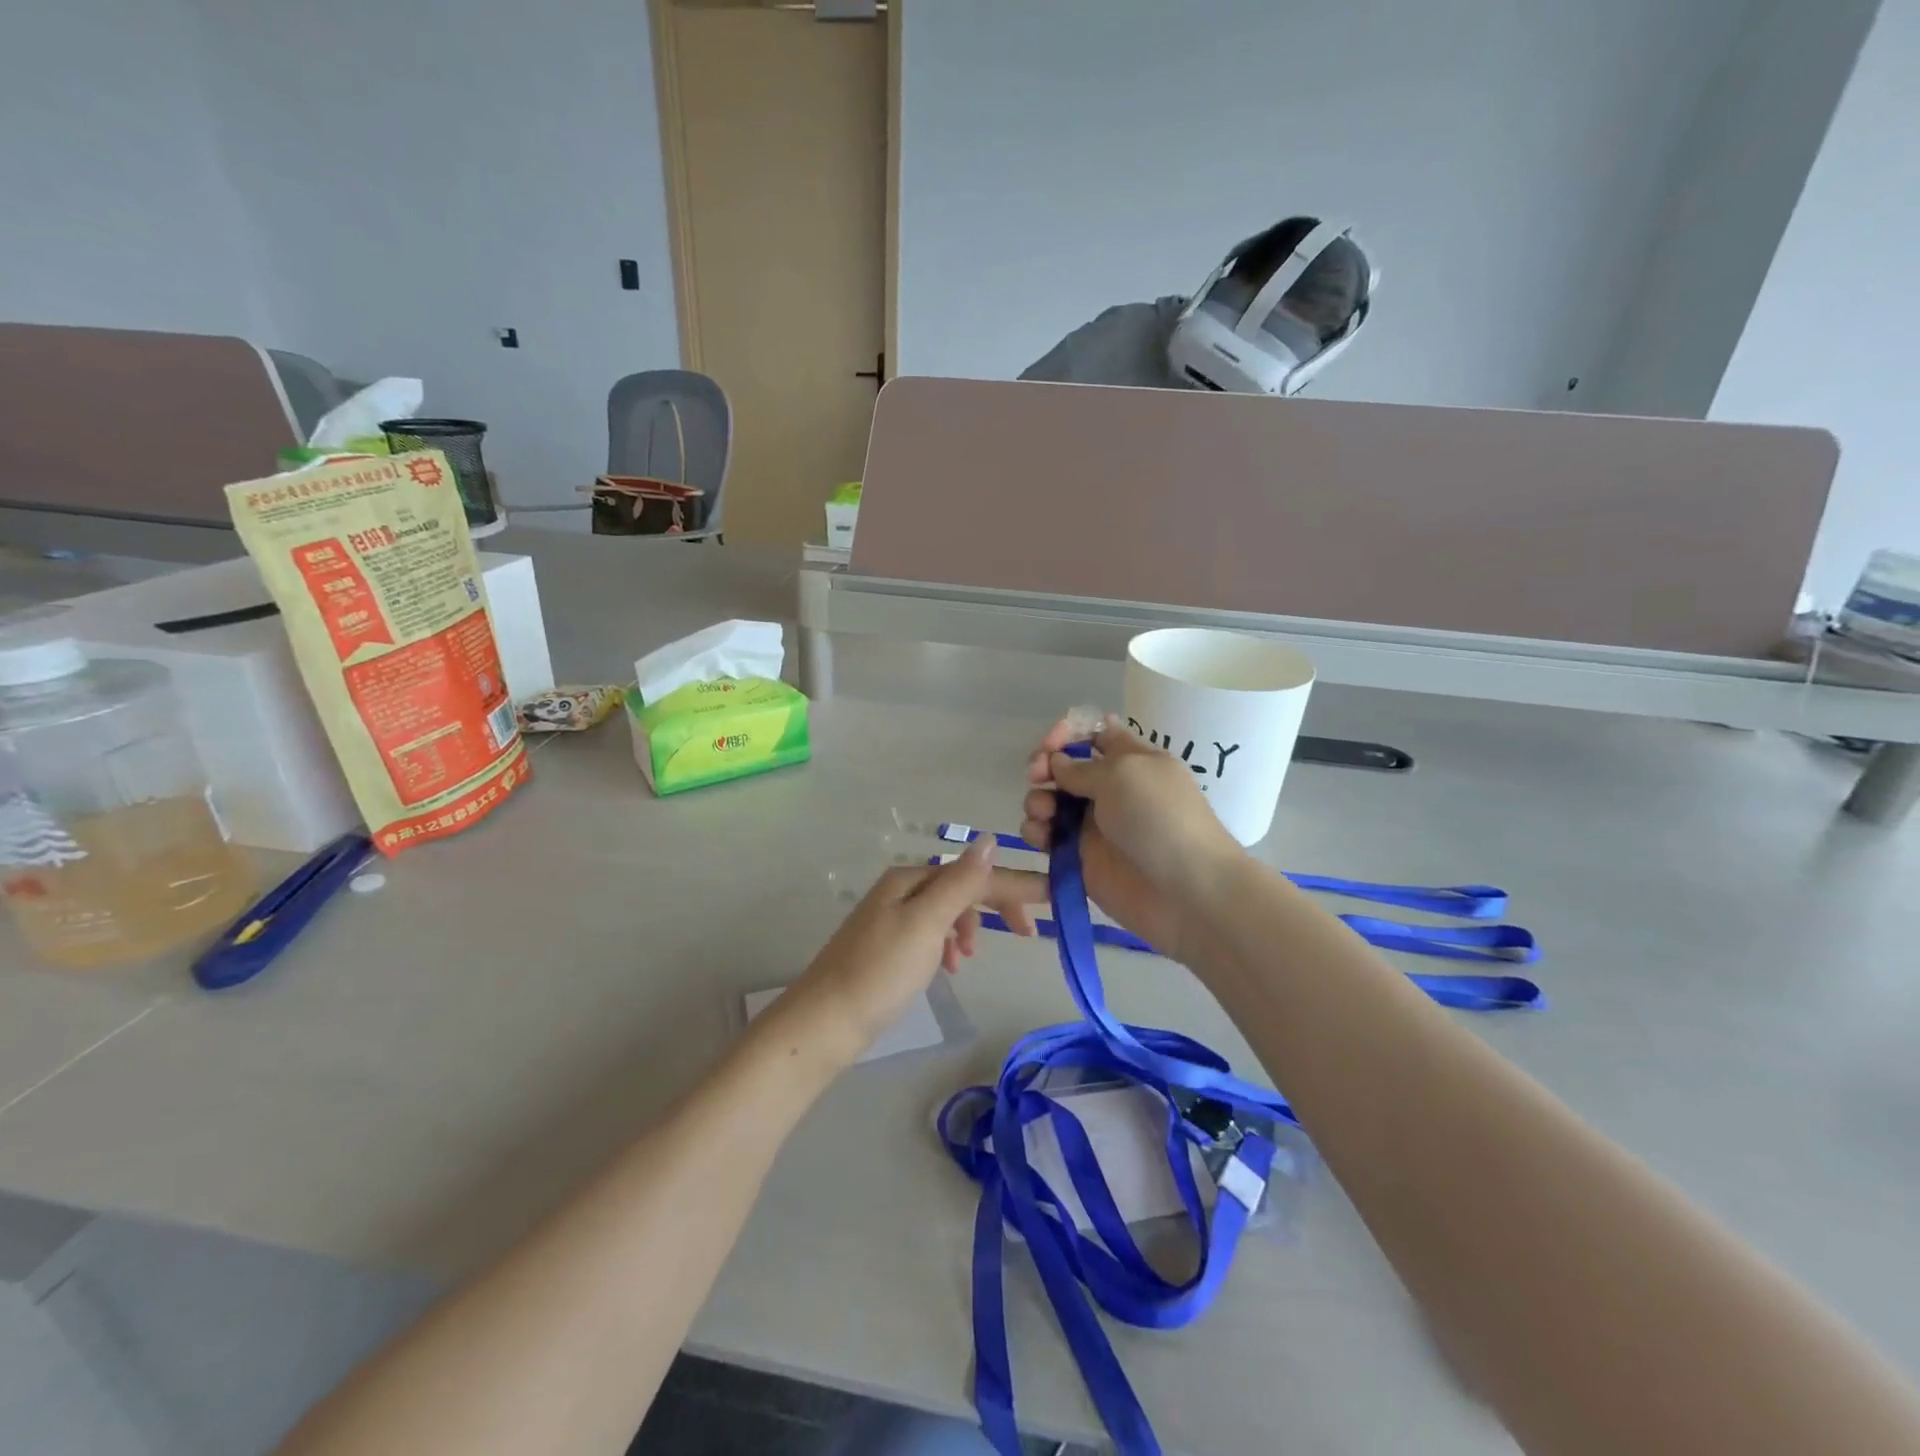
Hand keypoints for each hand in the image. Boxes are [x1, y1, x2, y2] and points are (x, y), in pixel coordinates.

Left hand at [773, 839, 1038, 1070]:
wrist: (825, 1022)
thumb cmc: (881, 971)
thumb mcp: (927, 923)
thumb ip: (960, 882)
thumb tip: (989, 840)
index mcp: (909, 879)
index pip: (973, 873)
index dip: (1013, 884)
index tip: (1053, 897)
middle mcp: (900, 890)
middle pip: (959, 888)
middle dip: (993, 905)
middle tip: (1026, 933)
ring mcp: (890, 919)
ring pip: (945, 912)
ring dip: (968, 927)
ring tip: (970, 957)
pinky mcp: (886, 947)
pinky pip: (930, 934)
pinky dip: (947, 945)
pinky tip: (948, 966)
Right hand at [1020, 715, 1242, 962]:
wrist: (1185, 892)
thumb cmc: (1160, 820)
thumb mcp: (1124, 775)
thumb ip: (1082, 767)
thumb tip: (1056, 763)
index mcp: (1131, 760)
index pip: (1095, 733)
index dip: (1068, 732)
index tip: (1050, 744)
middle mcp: (1110, 789)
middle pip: (1064, 767)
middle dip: (1044, 766)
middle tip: (1037, 776)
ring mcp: (1093, 824)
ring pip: (1050, 801)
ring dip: (1037, 800)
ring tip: (1042, 814)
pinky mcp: (1079, 858)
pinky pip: (1047, 838)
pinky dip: (1036, 833)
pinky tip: (1040, 838)